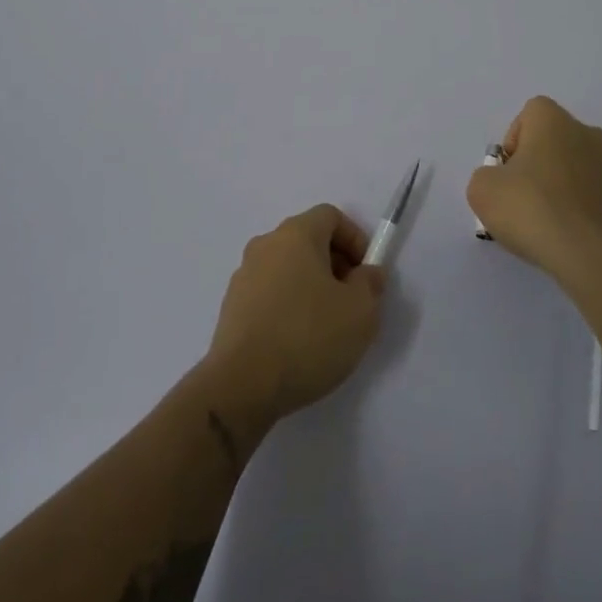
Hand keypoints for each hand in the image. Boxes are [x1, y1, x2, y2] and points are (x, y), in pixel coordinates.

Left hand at [203, 204, 386, 424]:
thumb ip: (370, 284)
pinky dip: (287, 305)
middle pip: (308, 240)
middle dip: (334, 264)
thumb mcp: (360, 312)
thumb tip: (366, 272)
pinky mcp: (232, 306)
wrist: (241, 385)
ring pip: (287, 267)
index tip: (365, 273)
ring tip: (325, 326)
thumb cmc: (307, 337)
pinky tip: (297, 342)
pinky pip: (269, 292)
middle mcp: (266, 245)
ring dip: (310, 286)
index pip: (330, 216)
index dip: (354, 239)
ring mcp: (244, 275)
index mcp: (295, 234)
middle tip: (351, 301)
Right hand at [468, 96, 601, 284]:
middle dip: (538, 162)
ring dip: (561, 185)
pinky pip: (593, 195)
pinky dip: (580, 207)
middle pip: (555, 140)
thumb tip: (502, 182)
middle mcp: (587, 134)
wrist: (591, 255)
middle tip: (522, 197)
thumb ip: (487, 176)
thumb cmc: (531, 208)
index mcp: (554, 121)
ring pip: (577, 167)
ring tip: (545, 222)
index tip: (508, 172)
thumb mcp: (482, 190)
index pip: (530, 114)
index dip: (514, 140)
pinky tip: (568, 234)